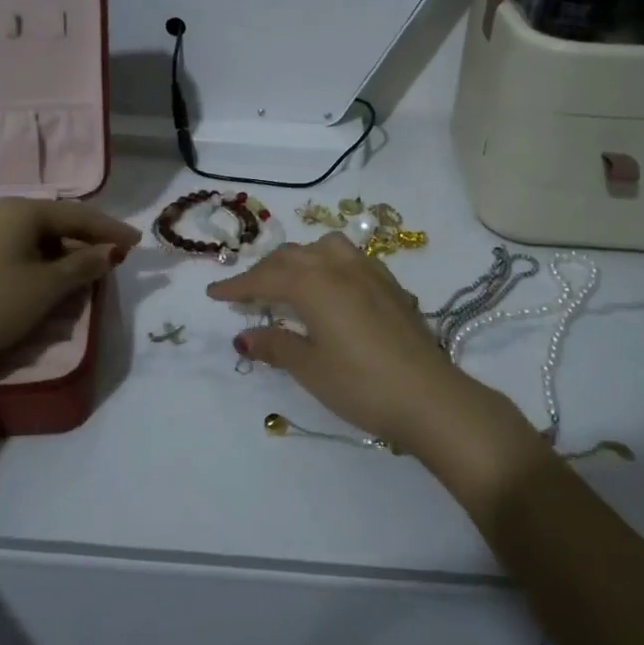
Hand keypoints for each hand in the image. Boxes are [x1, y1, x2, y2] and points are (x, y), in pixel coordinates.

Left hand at [0, 199, 139, 376]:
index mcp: (22, 211)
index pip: (78, 214)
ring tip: (88, 270)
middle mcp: (1, 212)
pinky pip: (19, 248)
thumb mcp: (46, 287)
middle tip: (114, 257)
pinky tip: (52, 277)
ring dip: (66, 252)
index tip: (137, 243)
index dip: (110, 229)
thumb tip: (109, 252)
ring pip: (37, 236)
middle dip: (88, 239)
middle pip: (57, 221)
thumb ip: (83, 265)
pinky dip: (43, 259)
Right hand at [207, 234, 498, 456]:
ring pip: (324, 248)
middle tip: (245, 294)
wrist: (430, 396)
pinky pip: (350, 259)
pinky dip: (328, 265)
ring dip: (300, 259)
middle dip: (264, 272)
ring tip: (290, 283)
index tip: (213, 294)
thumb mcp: (310, 368)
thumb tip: (244, 337)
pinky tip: (332, 290)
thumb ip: (276, 345)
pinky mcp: (391, 285)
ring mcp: (370, 272)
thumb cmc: (361, 385)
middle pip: (292, 257)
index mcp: (314, 283)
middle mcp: (339, 267)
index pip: (265, 278)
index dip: (237, 286)